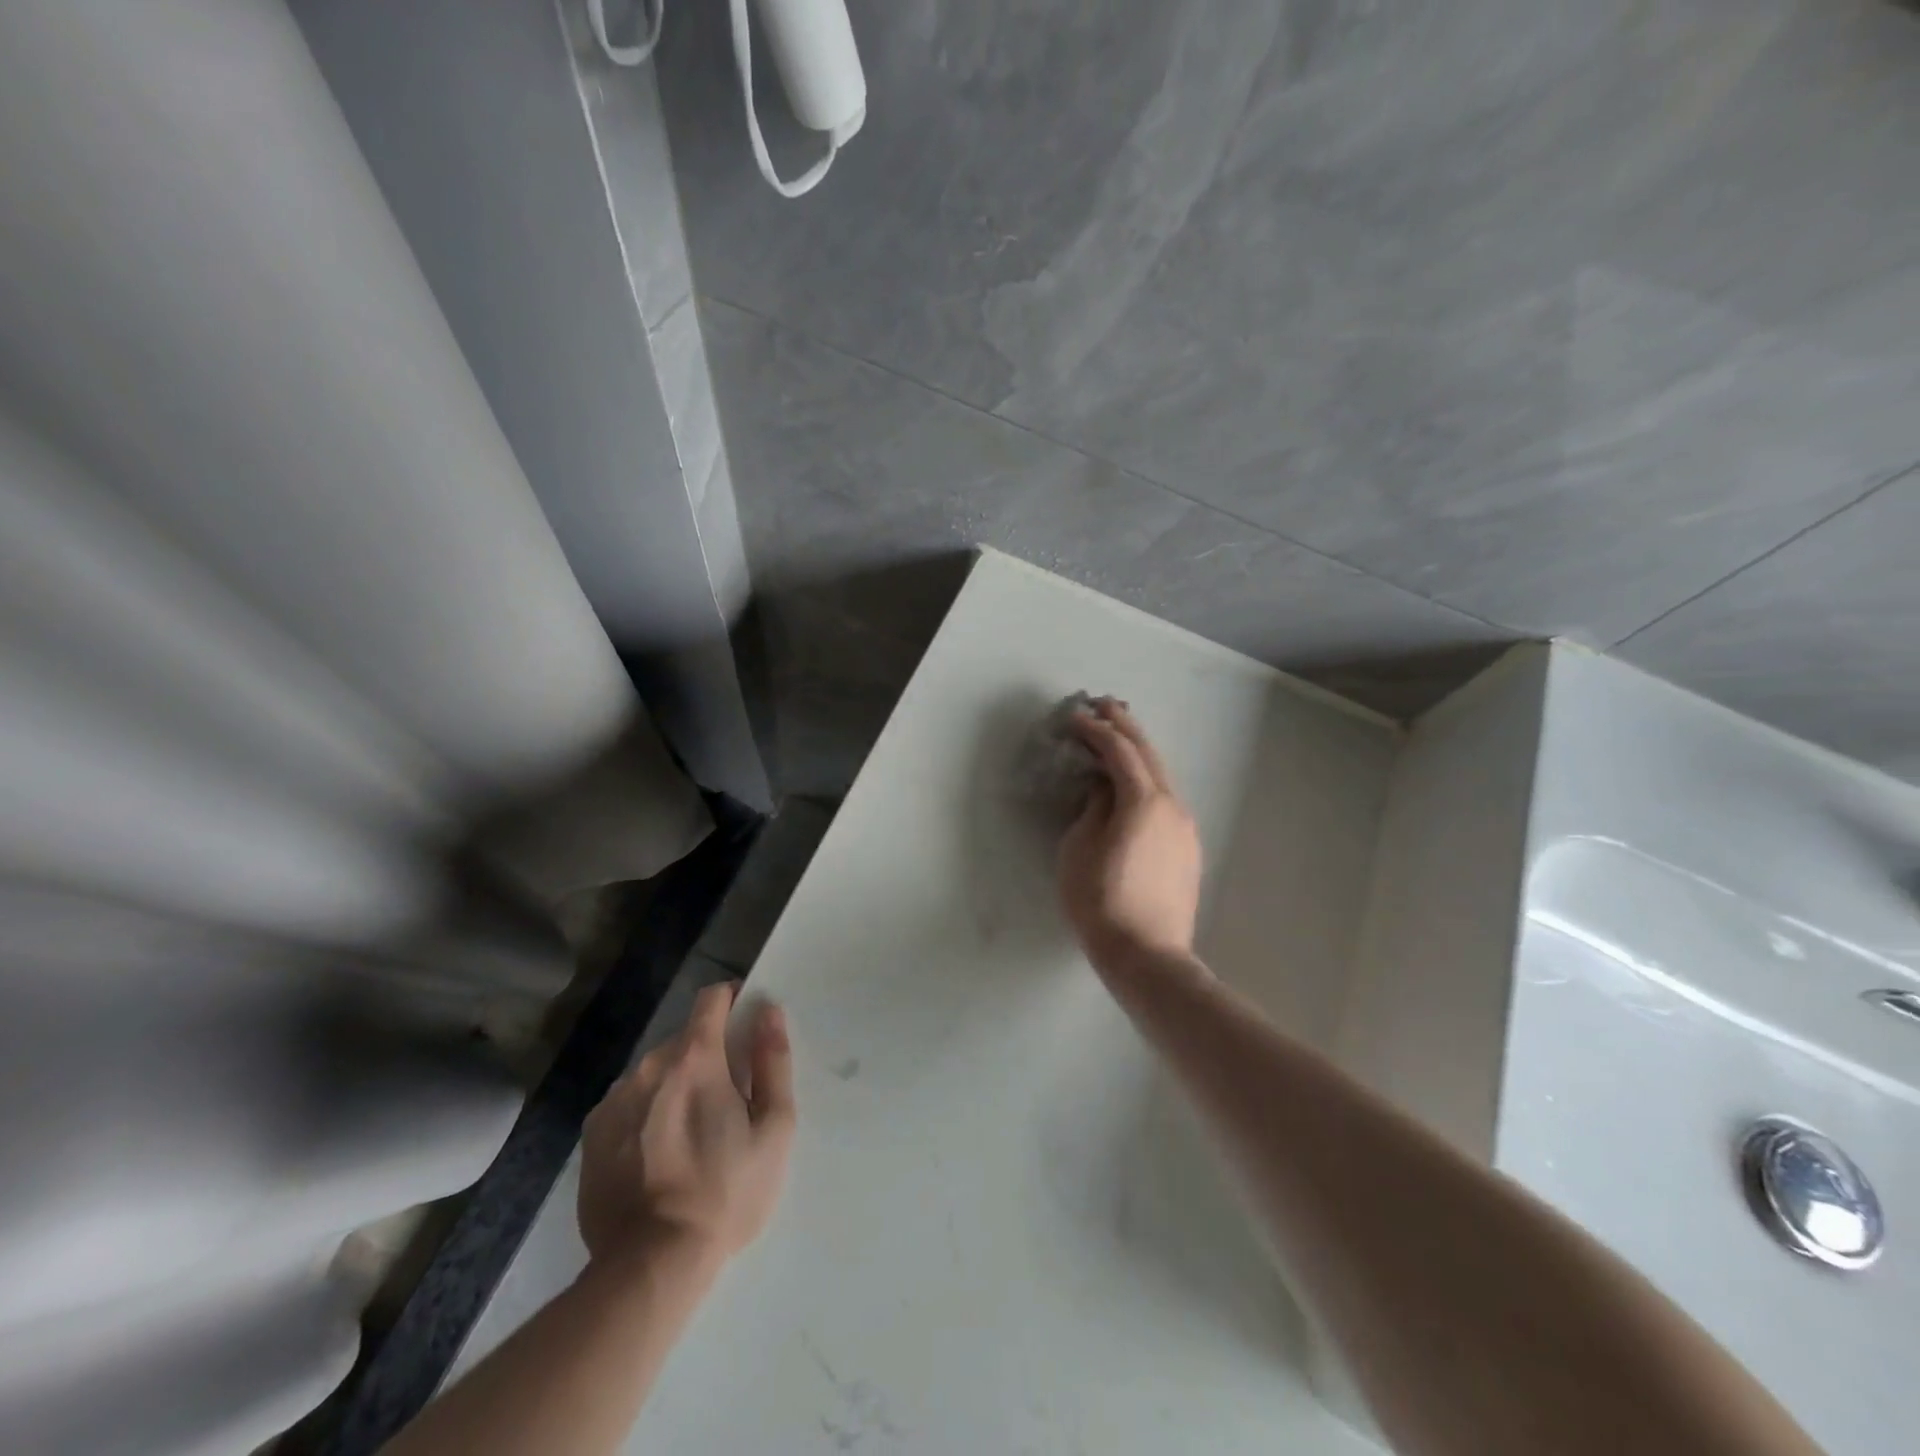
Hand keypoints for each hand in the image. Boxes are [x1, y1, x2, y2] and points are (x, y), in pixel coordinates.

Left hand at [577, 983, 795, 1271]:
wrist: (651, 1265)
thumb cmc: (726, 1192)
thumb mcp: (773, 1128)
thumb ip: (773, 1062)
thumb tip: (769, 1011)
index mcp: (695, 1058)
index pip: (711, 1000)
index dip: (732, 1001)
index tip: (746, 1023)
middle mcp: (649, 1067)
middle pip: (684, 1039)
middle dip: (708, 1055)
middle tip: (728, 1099)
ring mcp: (615, 1100)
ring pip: (655, 1072)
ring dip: (675, 1085)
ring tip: (691, 1133)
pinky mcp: (592, 1135)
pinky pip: (629, 1103)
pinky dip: (647, 1113)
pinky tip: (658, 1154)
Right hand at [1058, 698, 1202, 967]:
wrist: (1147, 955)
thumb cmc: (1101, 900)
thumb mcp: (1080, 848)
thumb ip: (1093, 807)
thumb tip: (1103, 787)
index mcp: (1143, 801)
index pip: (1118, 751)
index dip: (1095, 729)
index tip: (1073, 717)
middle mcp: (1171, 805)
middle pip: (1148, 754)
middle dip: (1125, 725)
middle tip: (1103, 704)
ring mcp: (1185, 827)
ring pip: (1161, 776)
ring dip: (1138, 751)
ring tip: (1119, 735)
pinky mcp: (1187, 848)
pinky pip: (1165, 799)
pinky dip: (1147, 779)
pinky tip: (1134, 783)